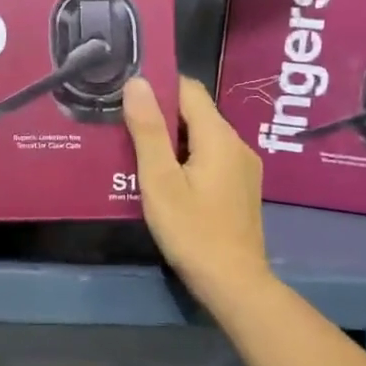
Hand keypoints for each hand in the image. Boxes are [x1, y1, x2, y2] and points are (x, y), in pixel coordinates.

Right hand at [122, 76, 268, 303]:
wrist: (233, 282)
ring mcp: (243, 168)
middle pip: (195, 113)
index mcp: (219, 137)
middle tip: (122, 125)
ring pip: (202, 137)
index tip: (125, 94)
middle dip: (160, 114)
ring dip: (171, 139)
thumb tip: (137, 82)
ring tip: (135, 150)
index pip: (188, 90)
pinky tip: (163, 177)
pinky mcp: (240, 188)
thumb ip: (148, 130)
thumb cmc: (191, 230)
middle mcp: (237, 144)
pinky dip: (185, 158)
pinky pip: (210, 157)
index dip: (157, 86)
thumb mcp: (160, 180)